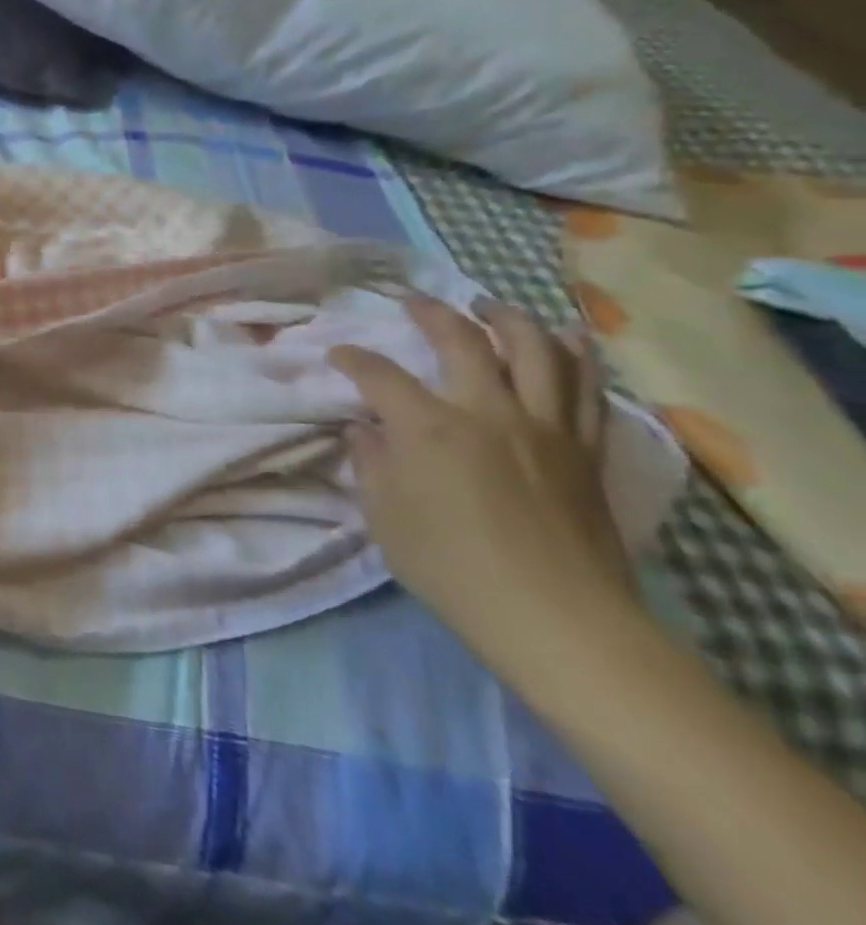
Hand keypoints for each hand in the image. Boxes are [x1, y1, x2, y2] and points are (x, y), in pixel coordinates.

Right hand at [328, 296, 636, 662]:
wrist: (559, 621)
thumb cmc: (454, 569)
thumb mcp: (386, 518)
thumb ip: (370, 464)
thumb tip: (364, 431)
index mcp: (429, 428)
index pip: (379, 375)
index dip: (353, 359)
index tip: (338, 355)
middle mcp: (489, 411)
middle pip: (464, 341)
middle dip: (433, 314)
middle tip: (416, 302)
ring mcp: (545, 427)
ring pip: (537, 350)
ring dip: (510, 319)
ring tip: (491, 306)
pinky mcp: (585, 449)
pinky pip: (587, 389)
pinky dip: (576, 355)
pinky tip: (566, 340)